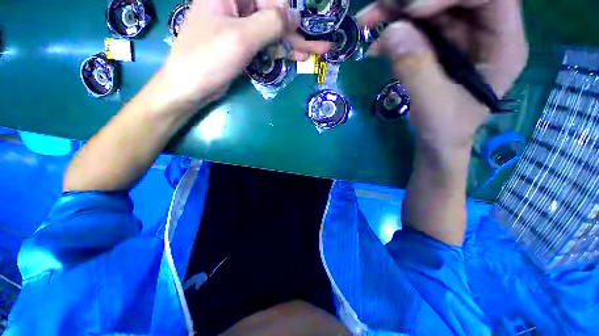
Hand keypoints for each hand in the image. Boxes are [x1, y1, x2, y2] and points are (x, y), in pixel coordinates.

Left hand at [158, 0, 329, 109]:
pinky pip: (267, 44)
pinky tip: (298, 57)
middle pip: (274, 13)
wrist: (190, 88)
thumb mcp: (241, 37)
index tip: (310, 24)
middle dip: (298, 30)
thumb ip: (270, 23)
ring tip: (316, 52)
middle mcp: (235, 4)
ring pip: (273, 30)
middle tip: (322, 44)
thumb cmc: (208, 59)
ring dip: (294, 43)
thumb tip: (296, 15)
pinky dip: (282, 51)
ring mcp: (240, 26)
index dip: (291, 11)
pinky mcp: (243, 45)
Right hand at [358, 0, 527, 152]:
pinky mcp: (439, 45)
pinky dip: (393, 31)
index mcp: (503, 44)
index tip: (413, 12)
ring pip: (432, 6)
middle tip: (381, 8)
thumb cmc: (446, 130)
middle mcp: (485, 31)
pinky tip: (376, 47)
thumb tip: (392, 33)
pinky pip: (417, 26)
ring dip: (397, 11)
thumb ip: (417, 71)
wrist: (437, 140)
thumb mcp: (434, 107)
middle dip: (416, 0)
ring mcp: (460, 36)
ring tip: (367, 21)